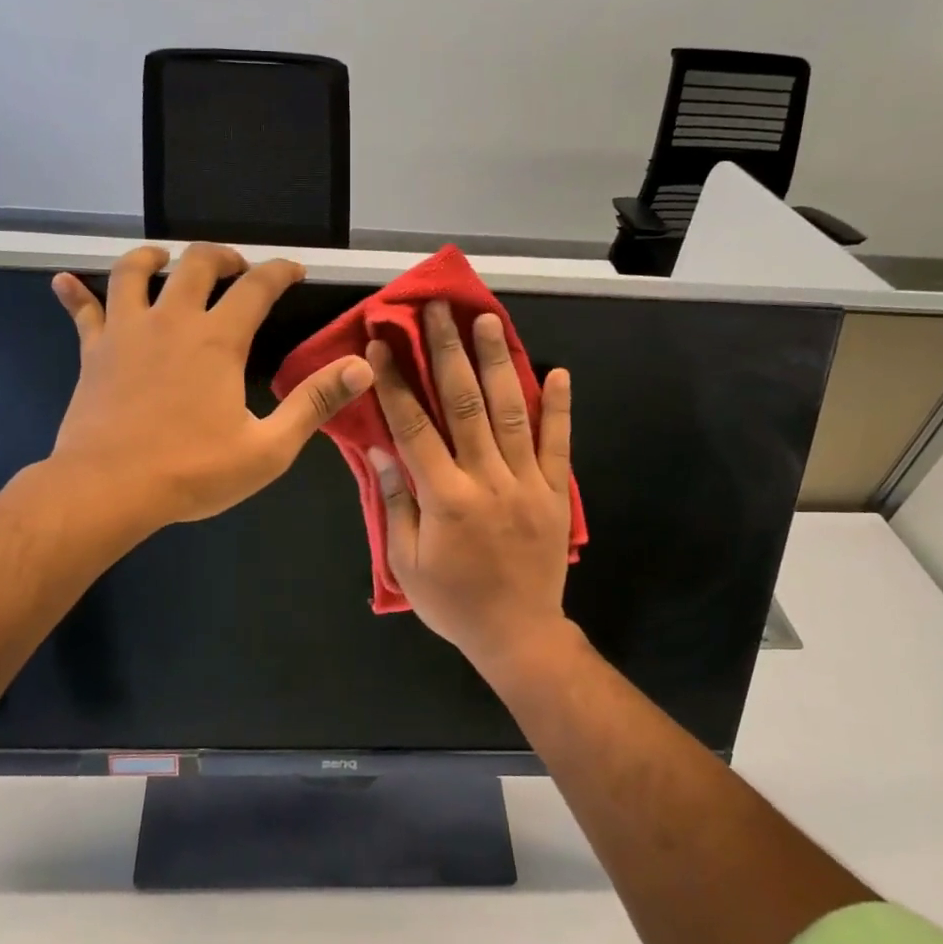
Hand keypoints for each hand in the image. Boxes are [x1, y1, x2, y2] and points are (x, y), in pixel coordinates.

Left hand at [50, 244, 371, 533]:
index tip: (295, 270)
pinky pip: (82, 311)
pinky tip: (64, 281)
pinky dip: (74, 293)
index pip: (257, 287)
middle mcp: (171, 321)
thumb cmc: (192, 471)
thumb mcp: (269, 448)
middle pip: (196, 263)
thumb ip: (314, 403)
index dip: (280, 271)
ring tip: (165, 259)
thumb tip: (361, 367)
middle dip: (223, 256)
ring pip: (134, 272)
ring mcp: (127, 332)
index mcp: (217, 340)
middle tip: (236, 266)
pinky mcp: (94, 352)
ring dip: (153, 257)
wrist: (109, 489)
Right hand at [367, 301, 575, 677]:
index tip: (383, 342)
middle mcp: (487, 479)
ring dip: (499, 363)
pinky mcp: (555, 492)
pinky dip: (561, 407)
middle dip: (448, 351)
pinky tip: (559, 371)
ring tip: (490, 320)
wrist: (517, 634)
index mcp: (445, 497)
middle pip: (464, 404)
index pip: (414, 426)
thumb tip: (381, 448)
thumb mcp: (407, 561)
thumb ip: (396, 502)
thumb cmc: (453, 601)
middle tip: (438, 309)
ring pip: (512, 411)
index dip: (397, 381)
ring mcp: (527, 482)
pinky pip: (559, 443)